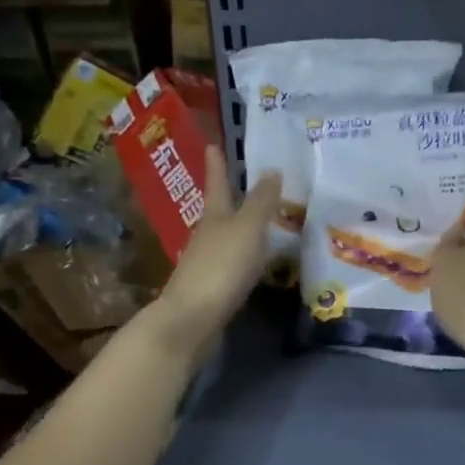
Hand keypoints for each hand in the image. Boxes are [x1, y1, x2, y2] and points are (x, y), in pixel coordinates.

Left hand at [147, 147, 281, 365]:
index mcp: (214, 217)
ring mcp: (207, 263)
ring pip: (226, 238)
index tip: (212, 144)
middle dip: (230, 196)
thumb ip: (261, 202)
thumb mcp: (247, 229)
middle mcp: (207, 236)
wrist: (192, 319)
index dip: (217, 165)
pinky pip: (232, 264)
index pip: (217, 184)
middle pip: (219, 211)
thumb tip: (272, 169)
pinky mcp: (212, 288)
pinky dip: (245, 257)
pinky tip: (257, 263)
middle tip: (247, 182)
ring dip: (240, 228)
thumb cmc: (221, 267)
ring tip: (262, 222)